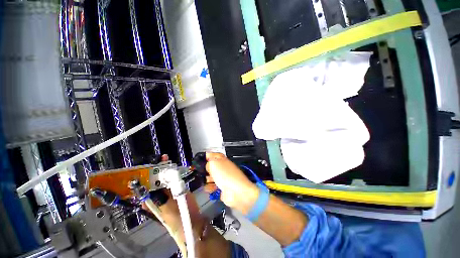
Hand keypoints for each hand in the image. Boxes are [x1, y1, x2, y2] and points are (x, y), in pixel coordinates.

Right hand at [204, 152, 258, 214]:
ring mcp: (223, 178)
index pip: (214, 155)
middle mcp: (223, 168)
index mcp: (222, 160)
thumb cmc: (227, 175)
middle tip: (201, 172)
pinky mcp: (222, 188)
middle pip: (212, 167)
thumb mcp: (214, 164)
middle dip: (205, 170)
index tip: (200, 159)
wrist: (236, 192)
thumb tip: (206, 164)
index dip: (207, 156)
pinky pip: (213, 187)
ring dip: (207, 180)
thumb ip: (208, 162)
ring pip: (211, 177)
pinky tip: (209, 188)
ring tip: (205, 180)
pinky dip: (210, 188)